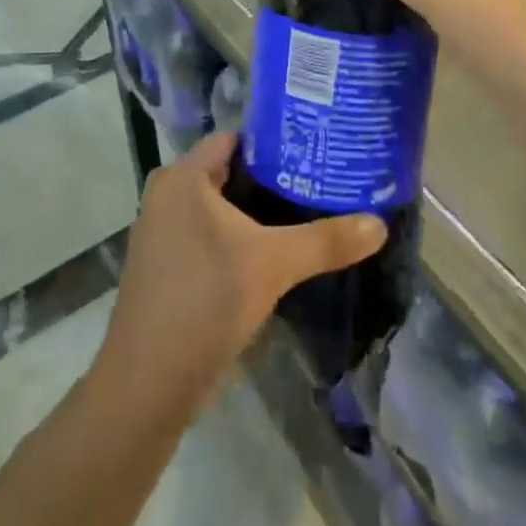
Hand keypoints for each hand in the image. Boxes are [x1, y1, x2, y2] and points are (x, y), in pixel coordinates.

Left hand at [99, 133, 387, 408]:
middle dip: (273, 179)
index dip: (276, 141)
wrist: (146, 386)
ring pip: (220, 208)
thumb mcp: (272, 265)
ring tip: (308, 212)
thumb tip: (379, 224)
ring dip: (257, 213)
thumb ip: (325, 240)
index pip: (236, 140)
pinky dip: (239, 238)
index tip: (316, 149)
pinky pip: (209, 235)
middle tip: (321, 181)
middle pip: (230, 173)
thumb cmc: (204, 302)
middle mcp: (167, 195)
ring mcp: (163, 232)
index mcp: (182, 177)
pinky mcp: (166, 266)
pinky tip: (275, 253)